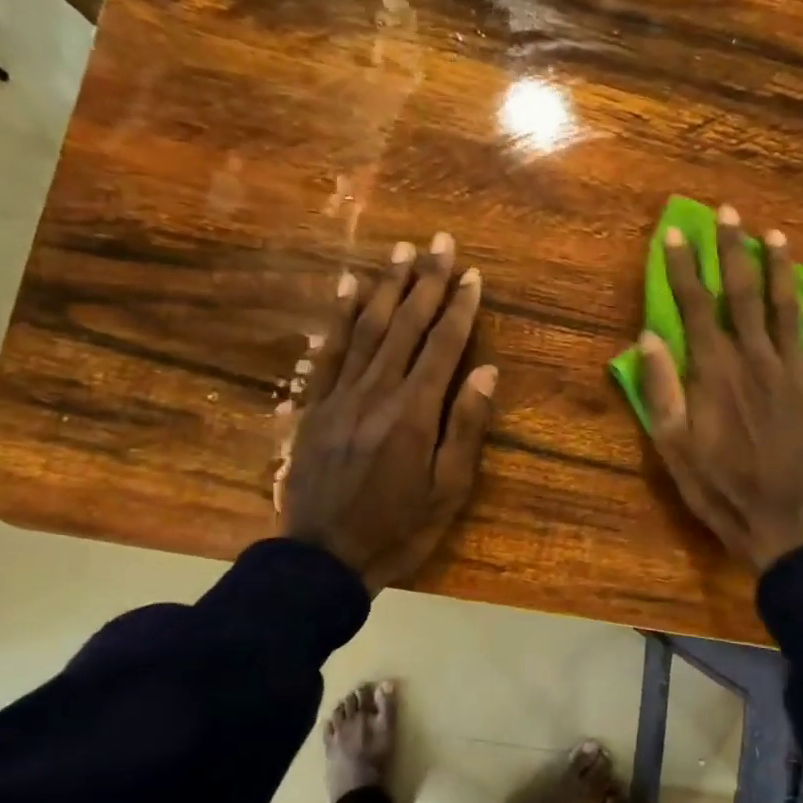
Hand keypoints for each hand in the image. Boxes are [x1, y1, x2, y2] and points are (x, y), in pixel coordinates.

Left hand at [280, 233, 496, 593]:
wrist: (322, 559)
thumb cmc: (397, 529)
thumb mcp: (447, 490)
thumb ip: (466, 428)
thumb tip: (487, 371)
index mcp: (414, 412)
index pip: (443, 346)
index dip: (460, 308)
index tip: (472, 275)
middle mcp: (377, 391)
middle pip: (406, 325)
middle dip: (426, 281)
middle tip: (440, 242)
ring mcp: (340, 395)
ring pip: (367, 328)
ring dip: (387, 286)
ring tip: (401, 250)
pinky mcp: (315, 406)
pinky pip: (329, 351)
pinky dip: (340, 316)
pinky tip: (348, 287)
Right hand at [638, 206, 802, 572]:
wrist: (779, 516)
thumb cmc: (717, 484)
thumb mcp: (672, 444)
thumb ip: (661, 388)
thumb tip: (648, 337)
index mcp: (714, 371)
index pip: (695, 306)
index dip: (682, 268)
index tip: (674, 234)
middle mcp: (754, 358)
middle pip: (743, 293)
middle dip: (733, 250)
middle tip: (729, 212)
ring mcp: (791, 371)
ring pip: (786, 307)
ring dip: (780, 268)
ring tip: (774, 235)